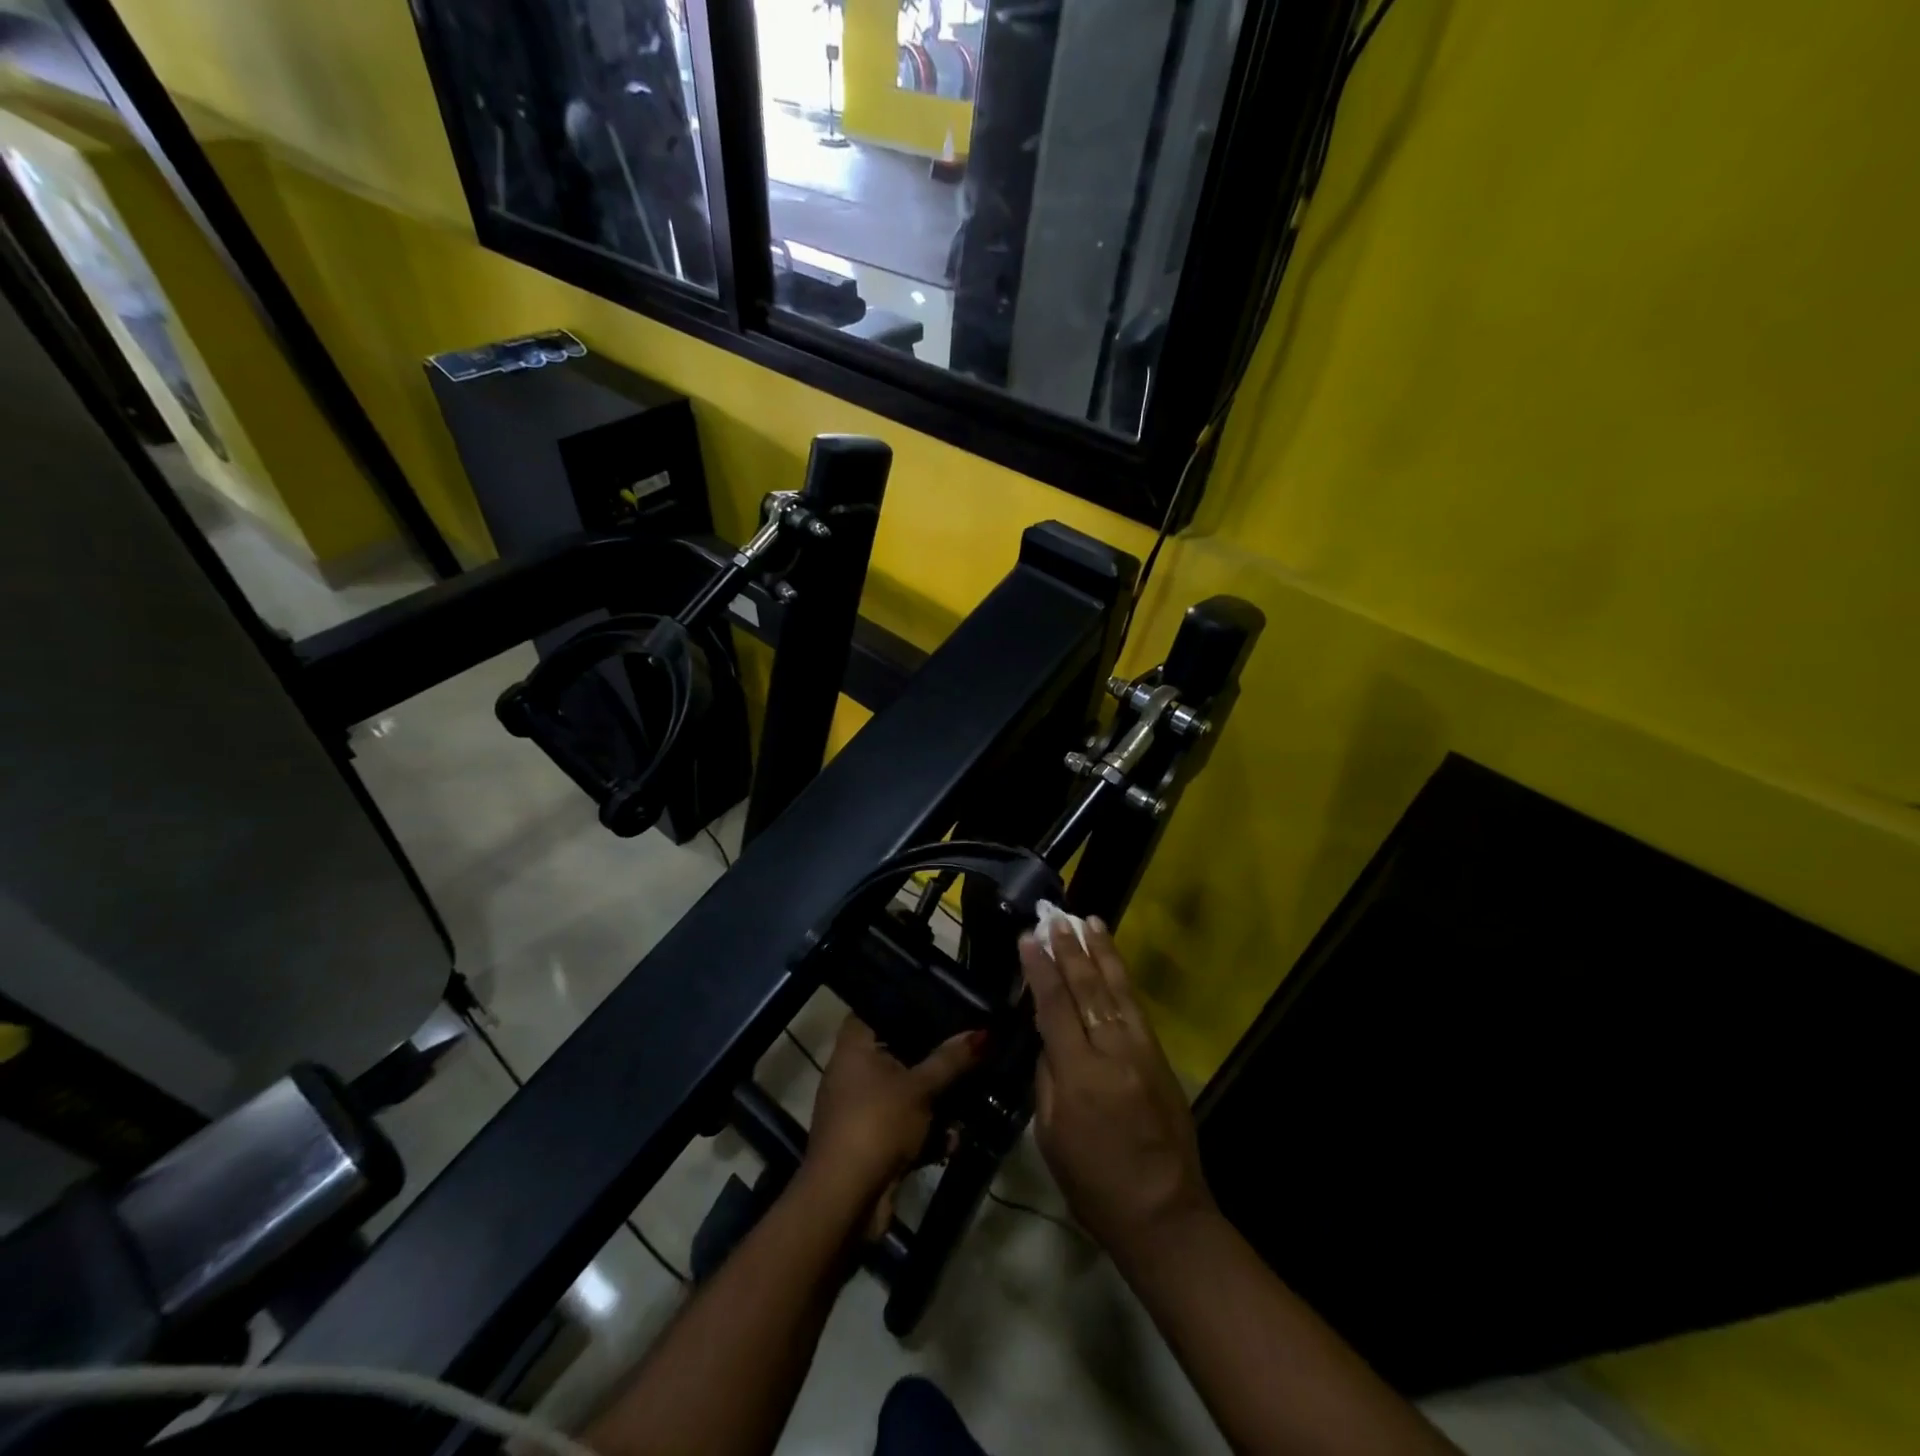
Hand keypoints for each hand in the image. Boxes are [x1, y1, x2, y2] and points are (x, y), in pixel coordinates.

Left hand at [805, 1016, 981, 1234]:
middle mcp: (853, 1071)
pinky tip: (954, 1138)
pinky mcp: (873, 1140)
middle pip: (898, 1051)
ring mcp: (861, 1108)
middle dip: (932, 1056)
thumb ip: (951, 1060)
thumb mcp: (920, 1088)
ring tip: (972, 1091)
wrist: (846, 1200)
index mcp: (854, 1046)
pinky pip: (906, 1124)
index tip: (942, 999)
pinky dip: (927, 1131)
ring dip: (936, 1099)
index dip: (907, 1003)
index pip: (878, 1007)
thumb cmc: (877, 1124)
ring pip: (906, 1091)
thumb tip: (984, 1032)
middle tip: (967, 1045)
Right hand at [1020, 918, 1214, 1260]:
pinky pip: (1135, 1007)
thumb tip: (1048, 1038)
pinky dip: (1122, 977)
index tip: (1028, 937)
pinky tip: (1112, 961)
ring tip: (1088, 921)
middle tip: (1055, 917)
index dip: (1040, 969)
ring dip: (1101, 952)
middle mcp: (1113, 1053)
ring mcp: (1142, 1051)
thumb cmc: (1095, 1184)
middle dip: (1069, 949)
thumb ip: (1048, 1078)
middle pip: (1087, 989)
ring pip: (1116, 989)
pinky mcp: (1160, 1057)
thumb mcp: (1051, 1136)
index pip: (1055, 1007)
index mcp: (1080, 1076)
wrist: (1165, 1214)